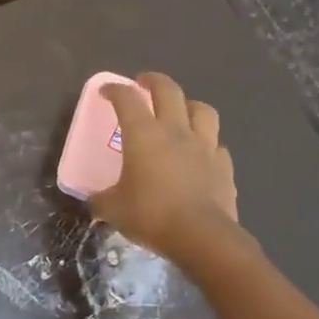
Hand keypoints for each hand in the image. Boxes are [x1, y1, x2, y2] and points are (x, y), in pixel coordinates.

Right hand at [90, 73, 242, 260]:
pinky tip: (200, 152)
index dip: (114, 90)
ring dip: (188, 105)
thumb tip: (94, 200)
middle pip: (168, 90)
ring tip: (180, 111)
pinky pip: (216, 144)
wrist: (203, 237)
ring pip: (202, 110)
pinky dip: (207, 142)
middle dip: (153, 81)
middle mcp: (175, 131)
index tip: (106, 92)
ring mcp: (204, 146)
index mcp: (143, 135)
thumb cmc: (151, 216)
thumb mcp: (112, 209)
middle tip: (143, 83)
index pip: (127, 99)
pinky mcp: (224, 166)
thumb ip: (100, 199)